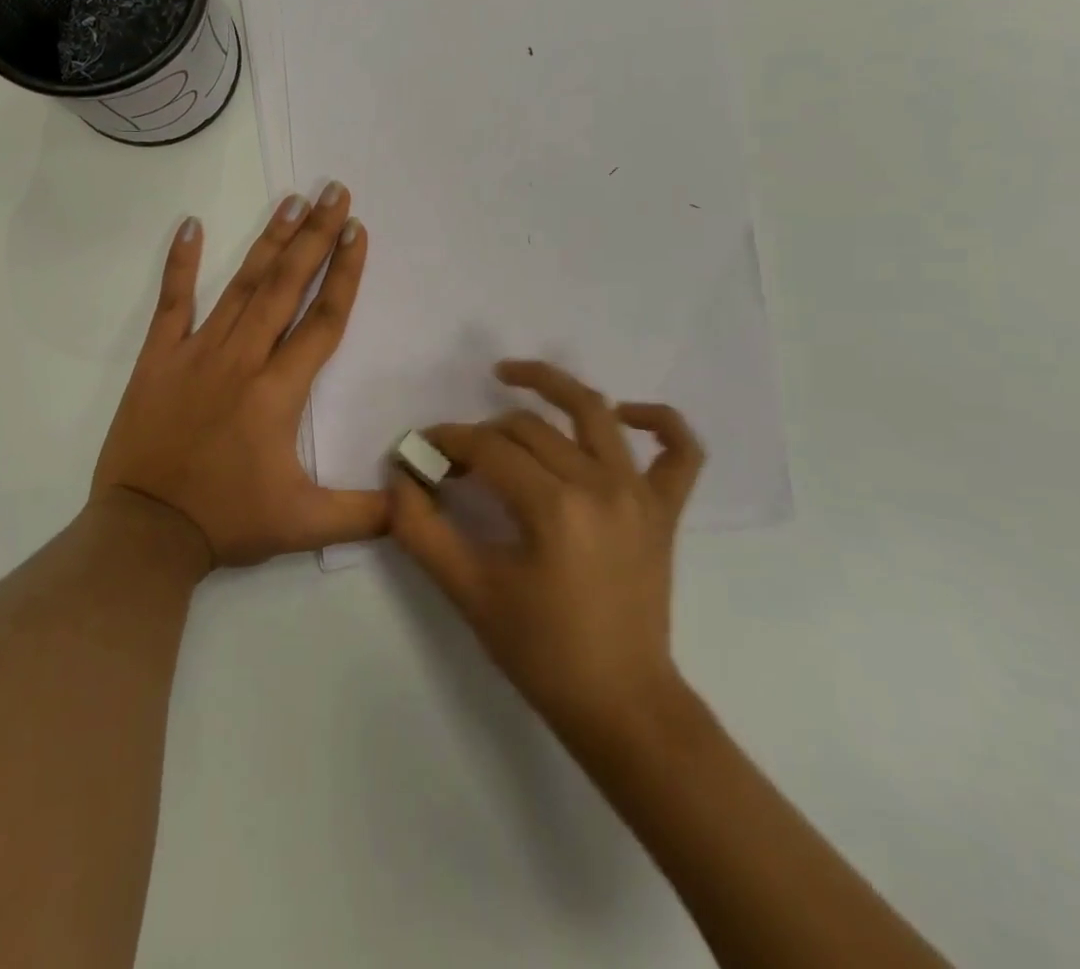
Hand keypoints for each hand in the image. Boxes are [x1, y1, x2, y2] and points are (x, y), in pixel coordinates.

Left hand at [91, 184, 389, 569]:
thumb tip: (418, 503)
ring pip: (242, 285)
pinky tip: (190, 224)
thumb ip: (367, 512)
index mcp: (279, 390)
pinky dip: (180, 263)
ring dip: (269, 241)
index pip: (323, 320)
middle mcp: (243, 358)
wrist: (144, 534)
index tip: (358, 230)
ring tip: (291, 200)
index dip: (345, 273)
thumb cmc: (227, 521)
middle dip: (315, 236)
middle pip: (287, 286)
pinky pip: (172, 302)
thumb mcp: (305, 524)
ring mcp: (197, 352)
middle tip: (334, 192)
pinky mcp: (158, 358)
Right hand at [389, 360, 703, 743]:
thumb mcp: (469, 593)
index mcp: (553, 506)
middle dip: (482, 432)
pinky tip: (625, 414)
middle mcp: (600, 484)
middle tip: (454, 456)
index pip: (488, 448)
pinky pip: (680, 450)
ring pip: (595, 413)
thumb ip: (422, 531)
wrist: (620, 704)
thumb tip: (399, 478)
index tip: (421, 450)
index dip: (447, 441)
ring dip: (553, 385)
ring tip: (511, 375)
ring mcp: (639, 493)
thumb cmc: (540, 652)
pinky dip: (658, 421)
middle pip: (529, 429)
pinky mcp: (665, 510)